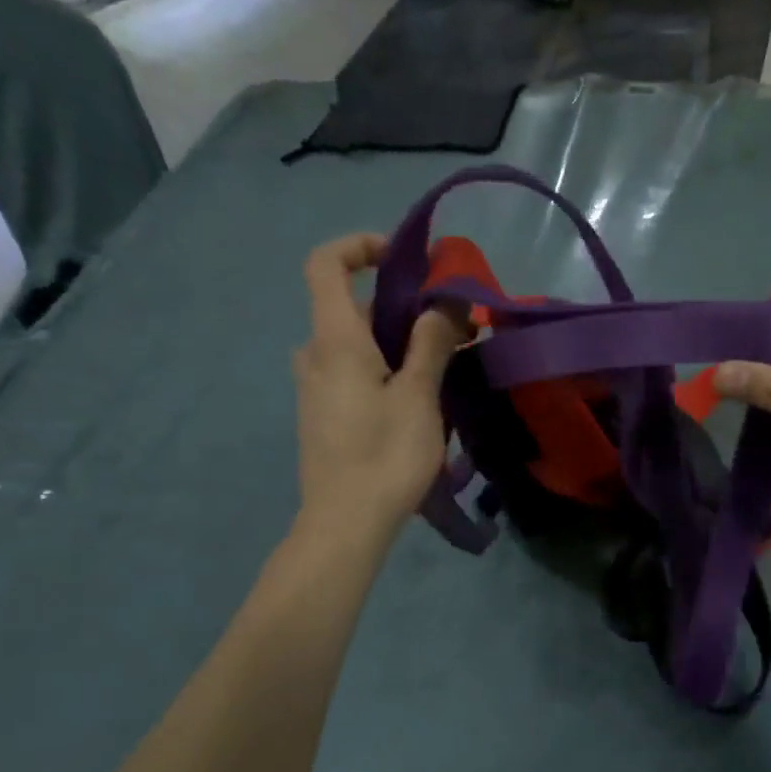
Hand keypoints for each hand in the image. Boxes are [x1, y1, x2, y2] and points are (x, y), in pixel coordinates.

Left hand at [292, 234, 464, 537]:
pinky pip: (354, 372)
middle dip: (404, 306)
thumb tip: (443, 304)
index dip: (360, 246)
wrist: (345, 524)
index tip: (405, 259)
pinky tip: (421, 398)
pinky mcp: (324, 415)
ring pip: (357, 344)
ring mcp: (316, 388)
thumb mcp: (419, 395)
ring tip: (447, 365)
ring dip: (399, 341)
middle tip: (454, 326)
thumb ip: (430, 342)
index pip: (326, 264)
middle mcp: (316, 355)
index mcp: (335, 340)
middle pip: (353, 307)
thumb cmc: (385, 455)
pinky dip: (385, 367)